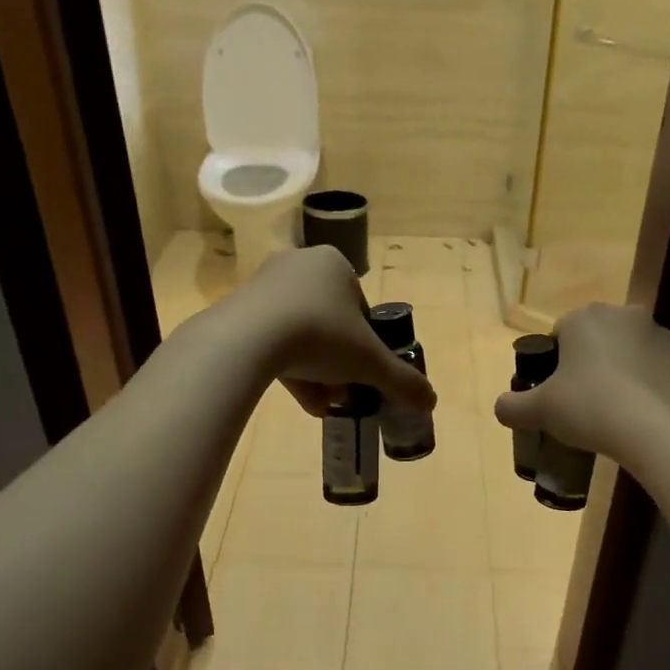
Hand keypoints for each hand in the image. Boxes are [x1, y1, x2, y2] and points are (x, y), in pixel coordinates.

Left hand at [226, 246, 435, 415]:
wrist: (249, 338)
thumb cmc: (321, 336)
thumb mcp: (370, 363)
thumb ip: (402, 381)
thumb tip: (431, 401)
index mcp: (335, 264)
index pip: (360, 307)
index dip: (366, 343)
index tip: (364, 371)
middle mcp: (299, 264)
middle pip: (330, 322)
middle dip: (339, 361)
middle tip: (344, 392)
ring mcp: (264, 284)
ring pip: (300, 333)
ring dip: (315, 370)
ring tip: (323, 405)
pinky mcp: (238, 307)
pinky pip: (271, 338)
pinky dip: (287, 366)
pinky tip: (300, 400)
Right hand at [493, 303, 669, 462]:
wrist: (657, 429)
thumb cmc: (590, 407)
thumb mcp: (540, 410)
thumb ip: (513, 406)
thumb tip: (500, 408)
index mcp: (586, 317)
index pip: (560, 332)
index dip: (554, 362)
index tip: (554, 391)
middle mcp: (624, 315)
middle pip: (597, 339)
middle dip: (588, 363)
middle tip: (579, 401)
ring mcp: (659, 336)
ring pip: (628, 353)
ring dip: (619, 372)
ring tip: (611, 412)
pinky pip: (655, 372)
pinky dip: (646, 387)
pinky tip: (638, 416)